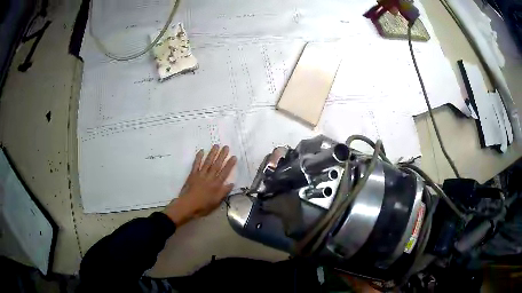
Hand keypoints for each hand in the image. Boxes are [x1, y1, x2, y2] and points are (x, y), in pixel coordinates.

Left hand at [163, 145, 236, 225]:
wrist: (187, 205)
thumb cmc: (203, 206)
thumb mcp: (216, 202)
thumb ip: (224, 192)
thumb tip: (232, 183)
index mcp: (216, 185)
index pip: (225, 172)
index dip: (230, 164)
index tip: (234, 157)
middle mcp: (209, 177)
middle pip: (217, 165)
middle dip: (222, 155)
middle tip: (226, 147)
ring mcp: (200, 175)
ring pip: (207, 162)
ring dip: (212, 153)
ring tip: (216, 145)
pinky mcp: (192, 174)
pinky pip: (196, 164)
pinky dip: (198, 157)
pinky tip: (201, 151)